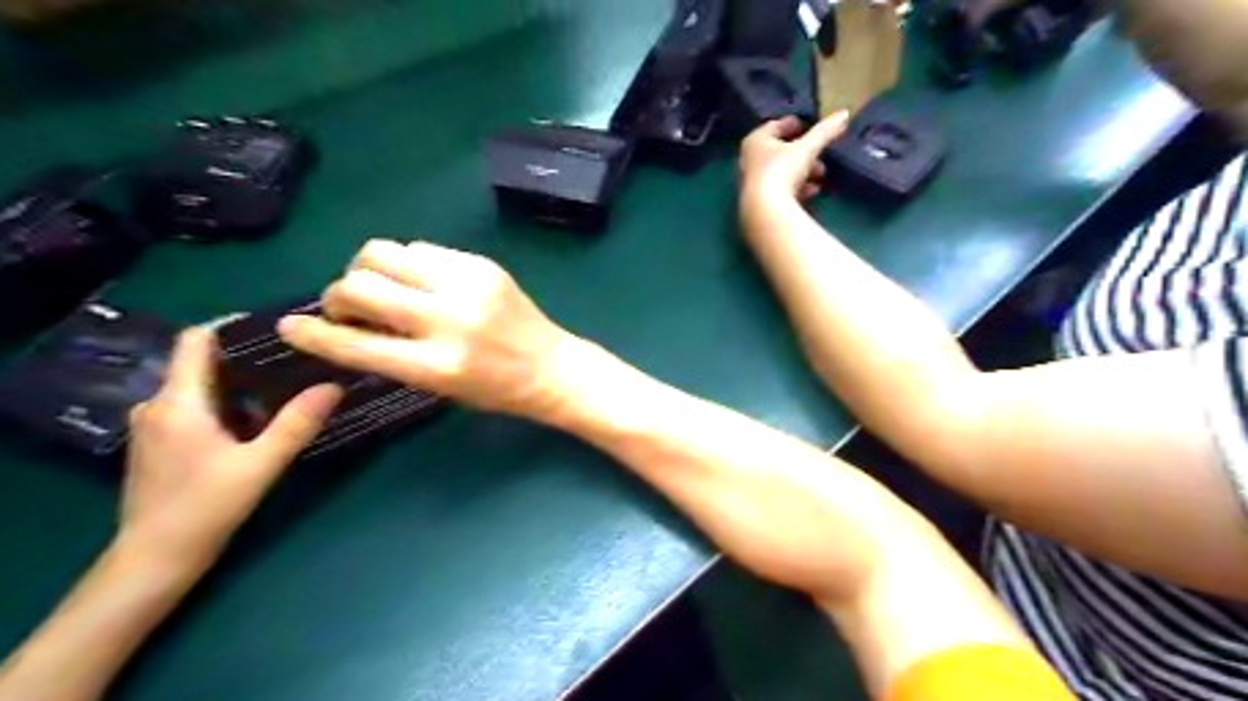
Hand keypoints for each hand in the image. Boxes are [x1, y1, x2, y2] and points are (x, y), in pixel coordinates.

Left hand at [117, 328, 338, 574]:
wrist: (153, 560)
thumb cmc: (204, 509)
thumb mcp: (260, 465)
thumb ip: (296, 424)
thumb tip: (334, 385)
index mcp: (177, 402)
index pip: (196, 340)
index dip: (232, 325)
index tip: (277, 325)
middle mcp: (157, 405)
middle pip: (202, 361)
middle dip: (248, 355)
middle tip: (297, 356)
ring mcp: (154, 426)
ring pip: (200, 385)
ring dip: (240, 380)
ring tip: (286, 382)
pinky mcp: (160, 443)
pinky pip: (195, 405)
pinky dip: (228, 401)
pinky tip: (260, 415)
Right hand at [279, 245, 577, 421]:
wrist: (551, 366)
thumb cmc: (495, 389)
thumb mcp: (439, 387)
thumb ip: (393, 355)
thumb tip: (347, 324)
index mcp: (436, 366)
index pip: (356, 345)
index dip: (314, 335)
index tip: (291, 327)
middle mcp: (448, 320)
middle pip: (361, 284)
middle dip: (339, 294)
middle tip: (348, 306)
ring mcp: (467, 286)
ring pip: (385, 251)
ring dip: (368, 269)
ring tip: (382, 286)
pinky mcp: (482, 264)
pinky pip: (421, 248)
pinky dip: (408, 262)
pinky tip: (419, 279)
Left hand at [738, 109, 848, 203]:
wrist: (765, 211)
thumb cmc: (782, 171)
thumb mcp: (807, 148)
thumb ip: (825, 131)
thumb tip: (844, 113)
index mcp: (755, 140)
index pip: (775, 126)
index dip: (793, 124)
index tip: (809, 126)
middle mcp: (749, 160)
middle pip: (780, 151)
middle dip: (803, 153)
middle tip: (821, 156)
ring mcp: (752, 183)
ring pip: (781, 172)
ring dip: (802, 172)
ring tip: (821, 175)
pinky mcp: (759, 202)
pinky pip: (780, 190)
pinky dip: (796, 188)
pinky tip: (812, 192)